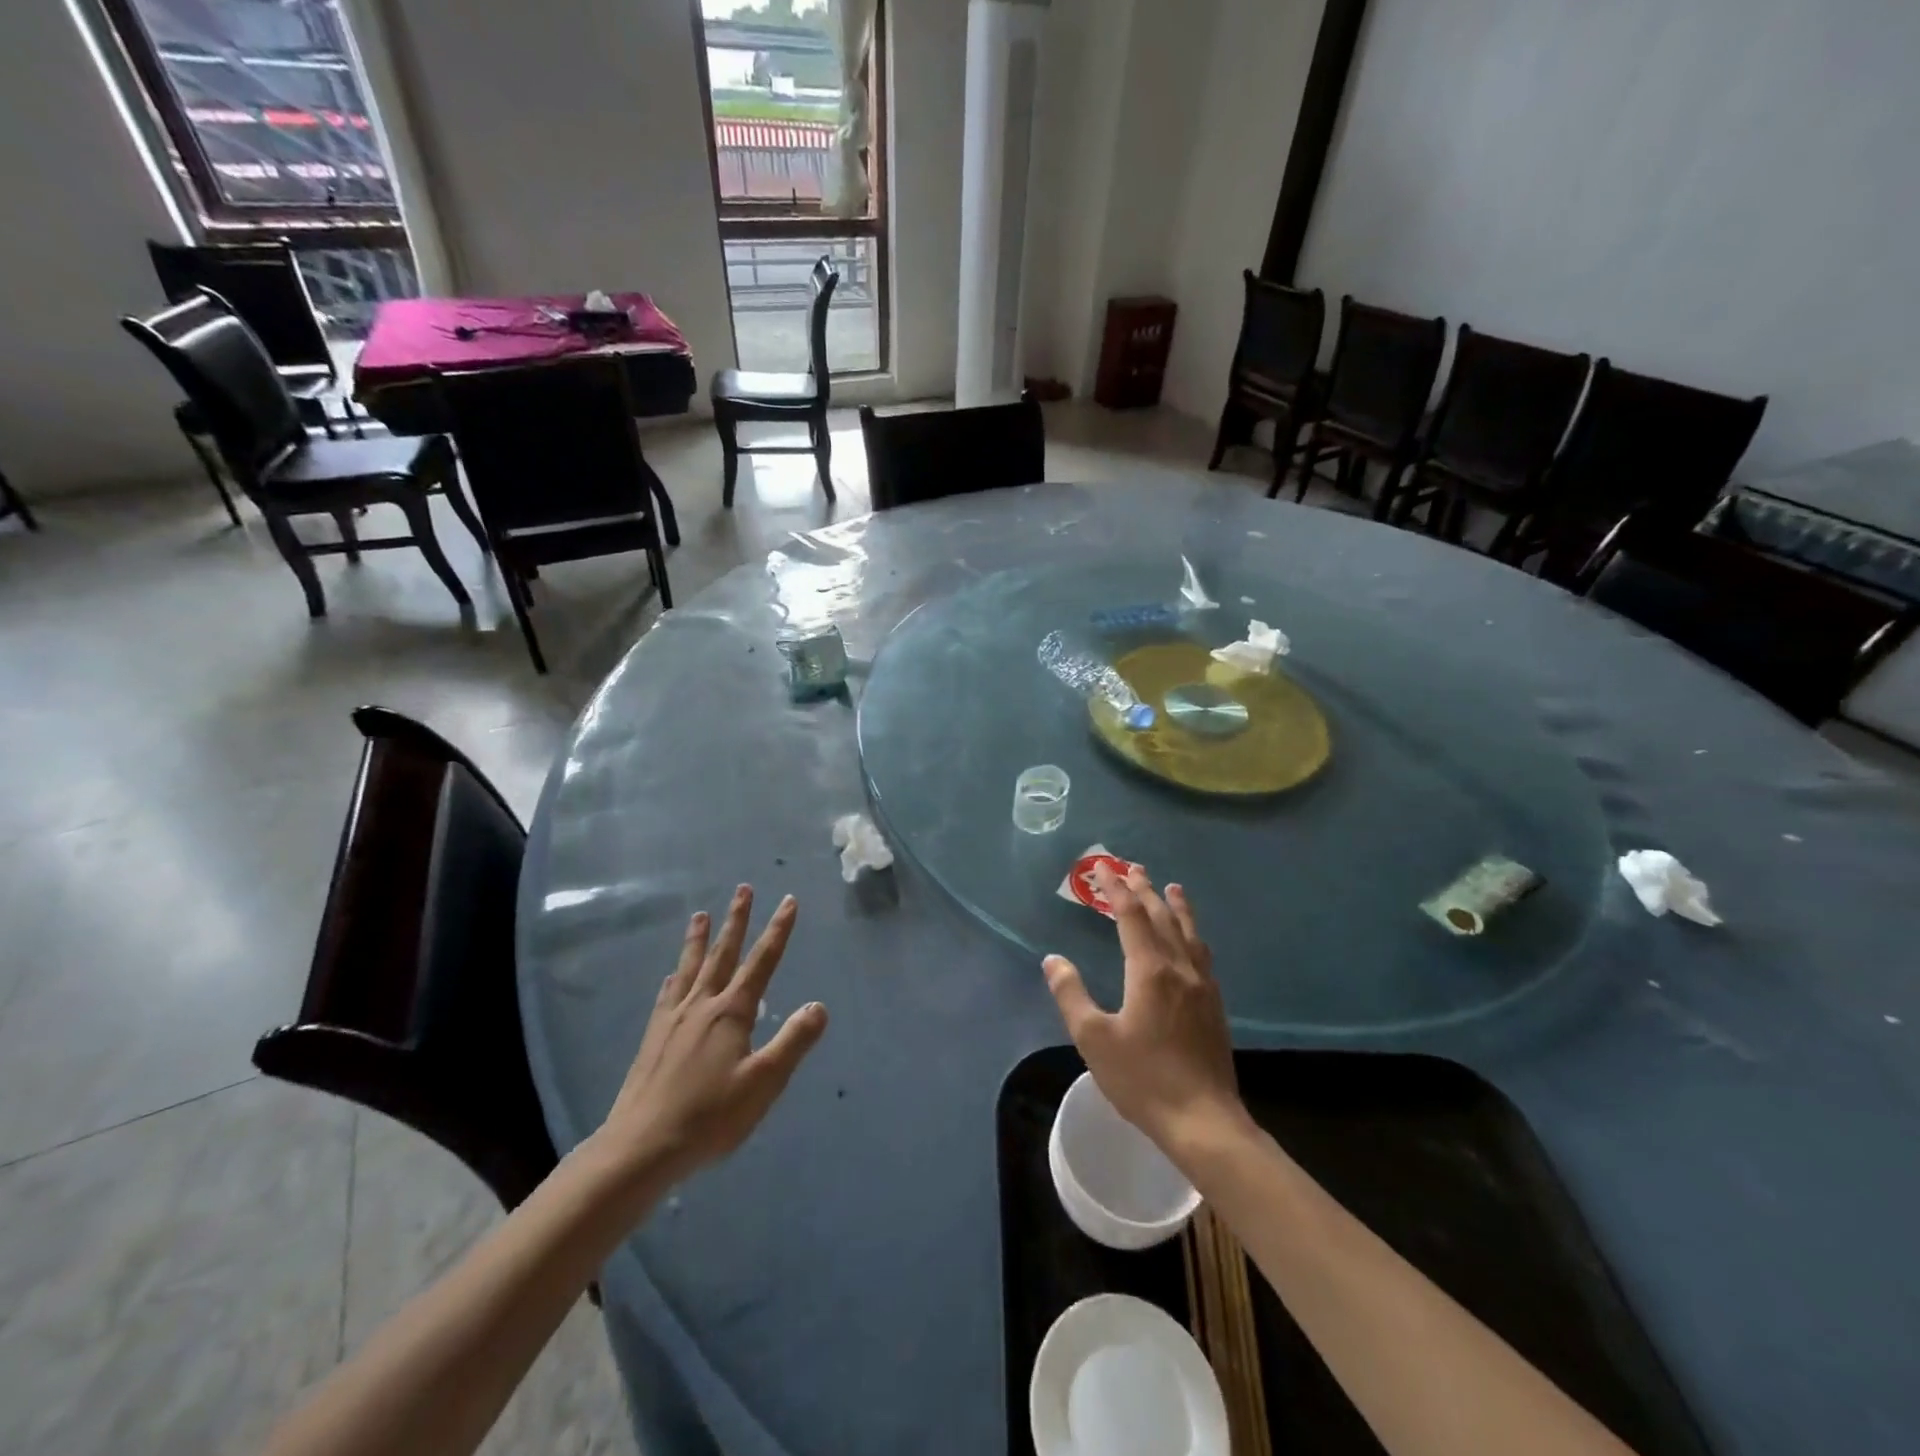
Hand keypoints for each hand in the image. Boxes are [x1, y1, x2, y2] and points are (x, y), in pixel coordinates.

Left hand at [592, 886, 827, 1188]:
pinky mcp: (653, 1038)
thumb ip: (793, 1041)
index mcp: (731, 1012)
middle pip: (723, 953)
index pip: (762, 961)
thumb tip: (819, 1005)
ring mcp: (673, 1019)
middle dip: (736, 920)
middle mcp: (702, 1005)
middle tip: (743, 888)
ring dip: (698, 939)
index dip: (778, 930)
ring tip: (699, 915)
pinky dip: (674, 978)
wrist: (641, 1147)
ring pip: (690, 967)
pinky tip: (671, 975)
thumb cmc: (710, 1116)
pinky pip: (667, 995)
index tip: (788, 900)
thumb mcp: (764, 1082)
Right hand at [1042, 866, 1245, 1160]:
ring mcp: (1202, 986)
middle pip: (1162, 917)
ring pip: (1188, 932)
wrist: (1204, 1120)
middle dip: (1144, 889)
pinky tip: (1191, 940)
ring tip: (1172, 887)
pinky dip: (1191, 932)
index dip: (1115, 889)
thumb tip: (1053, 960)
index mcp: (1150, 970)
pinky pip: (1201, 953)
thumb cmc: (1143, 1079)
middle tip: (1132, 867)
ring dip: (1176, 906)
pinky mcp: (1214, 1005)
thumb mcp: (1094, 1039)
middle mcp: (1179, 968)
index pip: (1130, 916)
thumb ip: (1071, 995)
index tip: (1102, 867)